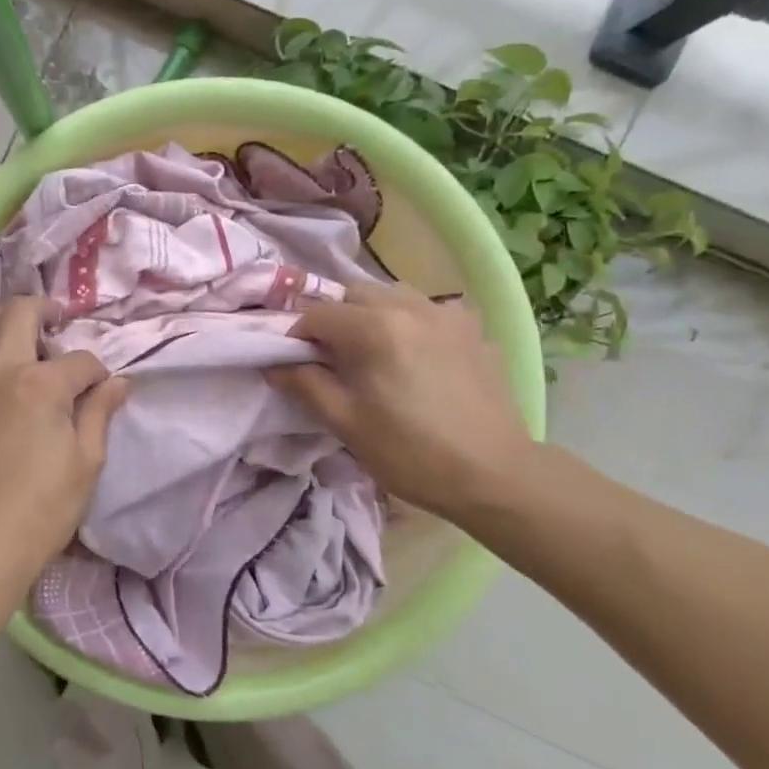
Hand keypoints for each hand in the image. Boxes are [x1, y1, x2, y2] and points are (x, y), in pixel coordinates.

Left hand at [0, 297, 129, 572]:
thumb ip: (99, 412)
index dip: (97, 372)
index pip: (79, 360)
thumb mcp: (87, 460)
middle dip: (45, 310)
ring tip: (20, 336)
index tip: (101, 389)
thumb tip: (118, 383)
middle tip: (57, 319)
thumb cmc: (45, 505)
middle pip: (21, 314)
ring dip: (4, 322)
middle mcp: (0, 370)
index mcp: (41, 384)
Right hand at [267, 284, 533, 522]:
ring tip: (373, 353)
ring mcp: (448, 315)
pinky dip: (410, 324)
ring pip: (393, 296)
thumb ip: (305, 385)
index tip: (296, 365)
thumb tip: (274, 364)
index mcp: (375, 328)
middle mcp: (410, 307)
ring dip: (372, 315)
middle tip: (332, 359)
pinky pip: (429, 312)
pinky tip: (415, 356)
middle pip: (355, 294)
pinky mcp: (473, 330)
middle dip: (334, 319)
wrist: (493, 474)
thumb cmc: (410, 452)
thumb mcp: (346, 423)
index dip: (297, 336)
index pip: (317, 313)